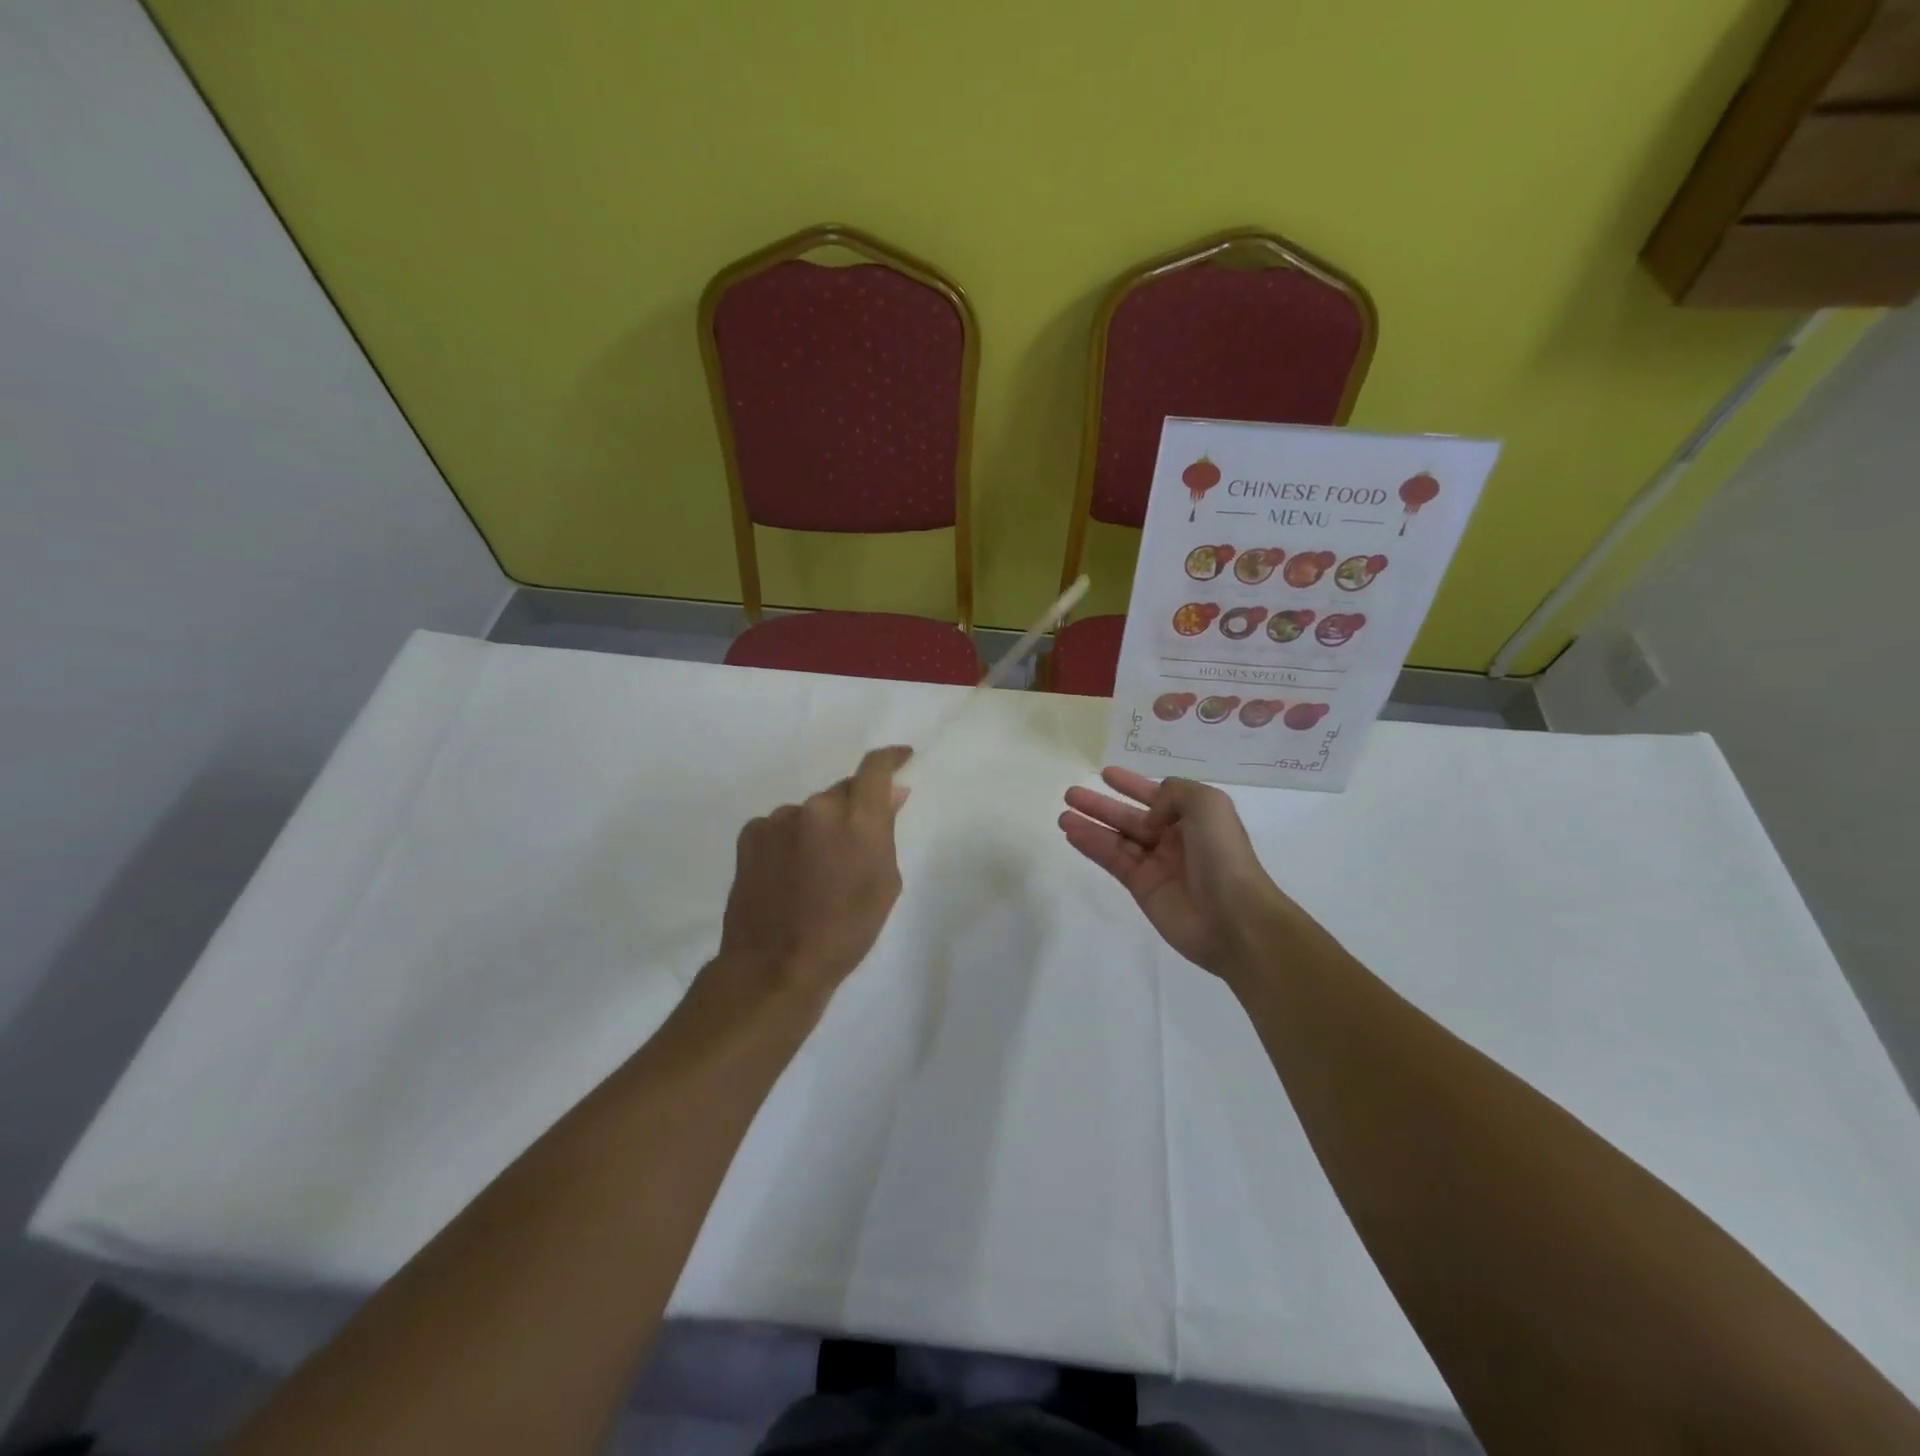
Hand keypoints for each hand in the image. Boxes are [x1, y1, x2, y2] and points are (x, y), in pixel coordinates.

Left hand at [717, 746, 912, 998]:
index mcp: (858, 820)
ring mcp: (780, 819)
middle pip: (842, 792)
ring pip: (810, 811)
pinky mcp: (751, 833)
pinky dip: (790, 841)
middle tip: (853, 846)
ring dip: (819, 829)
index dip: (891, 757)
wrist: (774, 966)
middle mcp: (818, 808)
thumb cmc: (845, 932)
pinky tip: (787, 874)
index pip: (875, 768)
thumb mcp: (884, 884)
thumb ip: (886, 832)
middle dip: (852, 810)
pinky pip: (781, 826)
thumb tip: (891, 795)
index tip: (901, 759)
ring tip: (815, 872)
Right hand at [1059, 767, 1330, 982]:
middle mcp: (1174, 839)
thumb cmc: (1223, 855)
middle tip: (1072, 794)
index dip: (1132, 784)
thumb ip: (1174, 793)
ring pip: (1117, 838)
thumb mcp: (1208, 804)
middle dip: (1102, 804)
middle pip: (1130, 817)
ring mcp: (1157, 864)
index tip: (1107, 774)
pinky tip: (1071, 833)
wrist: (1233, 917)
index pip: (1158, 795)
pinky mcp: (1141, 887)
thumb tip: (1150, 814)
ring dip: (1090, 824)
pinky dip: (1091, 845)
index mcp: (1195, 818)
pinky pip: (1112, 860)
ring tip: (1062, 813)